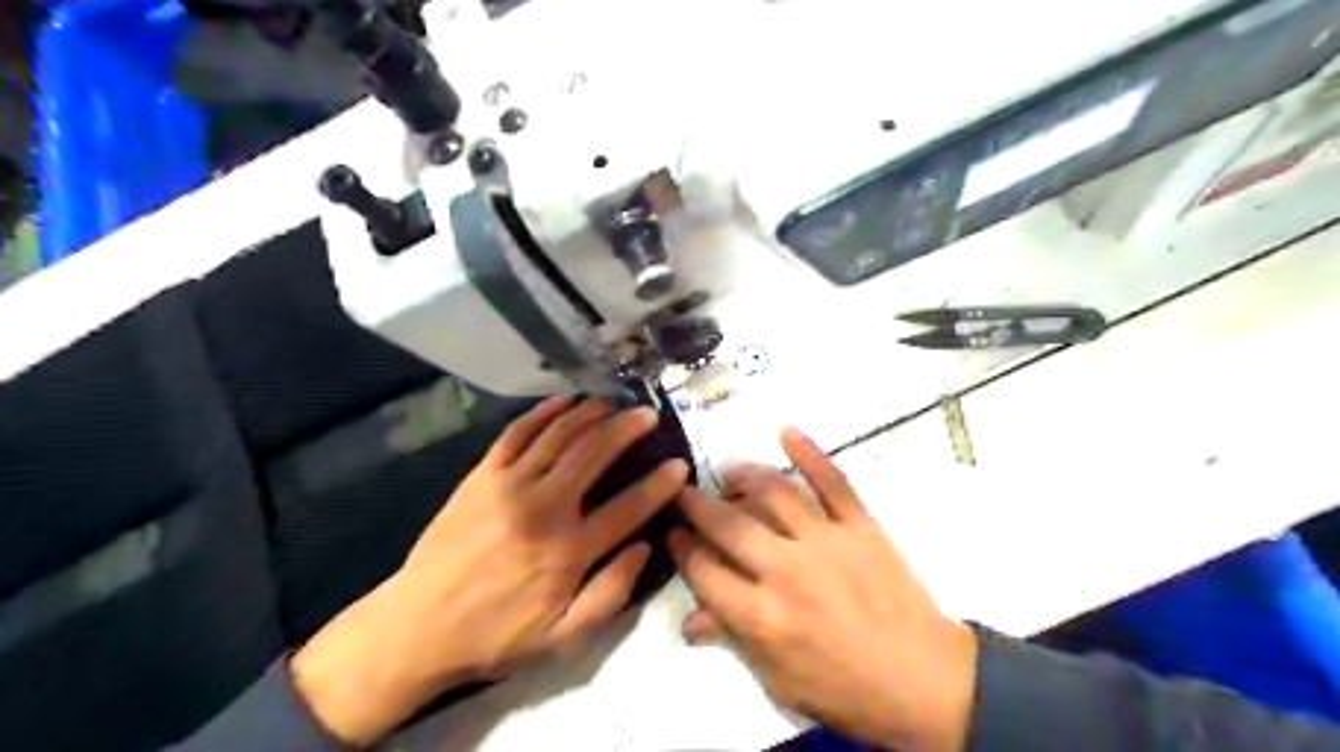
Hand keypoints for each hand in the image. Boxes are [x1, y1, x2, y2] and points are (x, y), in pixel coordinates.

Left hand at [294, 400, 689, 744]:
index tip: (679, 465)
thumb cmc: (496, 634)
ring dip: (590, 414)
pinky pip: (517, 433)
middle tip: (647, 414)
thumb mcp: (563, 637)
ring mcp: (510, 485)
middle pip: (594, 454)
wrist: (417, 625)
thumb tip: (644, 548)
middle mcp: (545, 507)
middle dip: (627, 429)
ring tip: (612, 404)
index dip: (659, 484)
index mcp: (569, 550)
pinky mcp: (482, 475)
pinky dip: (543, 413)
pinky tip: (564, 402)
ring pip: (560, 436)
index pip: (628, 506)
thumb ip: (611, 593)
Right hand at [669, 430, 976, 750]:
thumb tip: (690, 620)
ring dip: (744, 475)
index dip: (681, 548)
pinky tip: (786, 432)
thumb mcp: (778, 682)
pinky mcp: (861, 526)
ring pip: (774, 494)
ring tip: (727, 470)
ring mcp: (826, 542)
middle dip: (697, 505)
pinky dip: (809, 453)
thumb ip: (733, 641)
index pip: (704, 571)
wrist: (924, 683)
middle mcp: (786, 571)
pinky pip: (833, 481)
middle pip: (729, 526)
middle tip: (682, 491)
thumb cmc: (844, 690)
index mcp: (762, 617)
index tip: (671, 532)